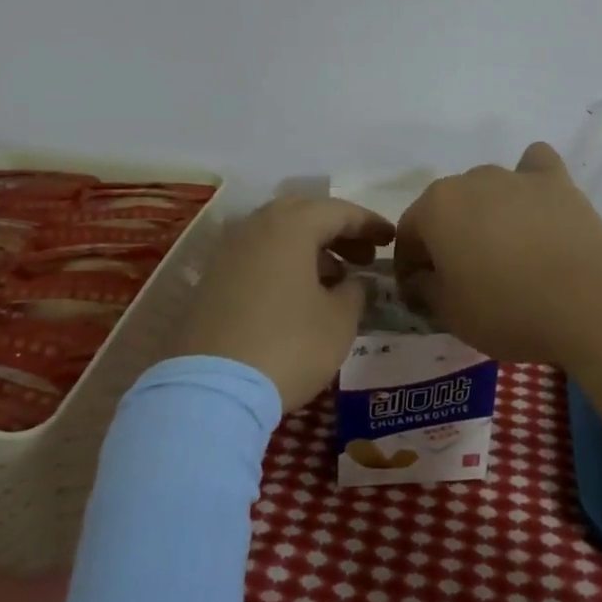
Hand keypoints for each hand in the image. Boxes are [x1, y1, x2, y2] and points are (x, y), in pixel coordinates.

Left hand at [172, 196, 394, 411]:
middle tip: (362, 257)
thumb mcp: (339, 322)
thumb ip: (355, 292)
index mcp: (290, 226)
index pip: (338, 211)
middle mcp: (254, 227)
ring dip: (310, 249)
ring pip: (277, 235)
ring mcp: (227, 252)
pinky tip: (298, 296)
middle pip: (303, 214)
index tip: (391, 239)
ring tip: (335, 280)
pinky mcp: (211, 281)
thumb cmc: (288, 346)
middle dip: (337, 231)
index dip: (369, 224)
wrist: (210, 389)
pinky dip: (283, 265)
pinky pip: (256, 257)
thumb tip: (353, 281)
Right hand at [394, 142, 601, 370]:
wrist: (588, 300)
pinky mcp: (556, 181)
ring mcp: (515, 176)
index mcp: (435, 207)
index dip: (409, 266)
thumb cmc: (507, 309)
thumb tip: (421, 278)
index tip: (419, 294)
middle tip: (462, 277)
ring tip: (504, 251)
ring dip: (485, 214)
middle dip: (446, 238)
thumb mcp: (450, 313)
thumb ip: (424, 289)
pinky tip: (536, 202)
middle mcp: (469, 180)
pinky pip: (534, 167)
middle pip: (447, 209)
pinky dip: (530, 179)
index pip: (407, 234)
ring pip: (487, 189)